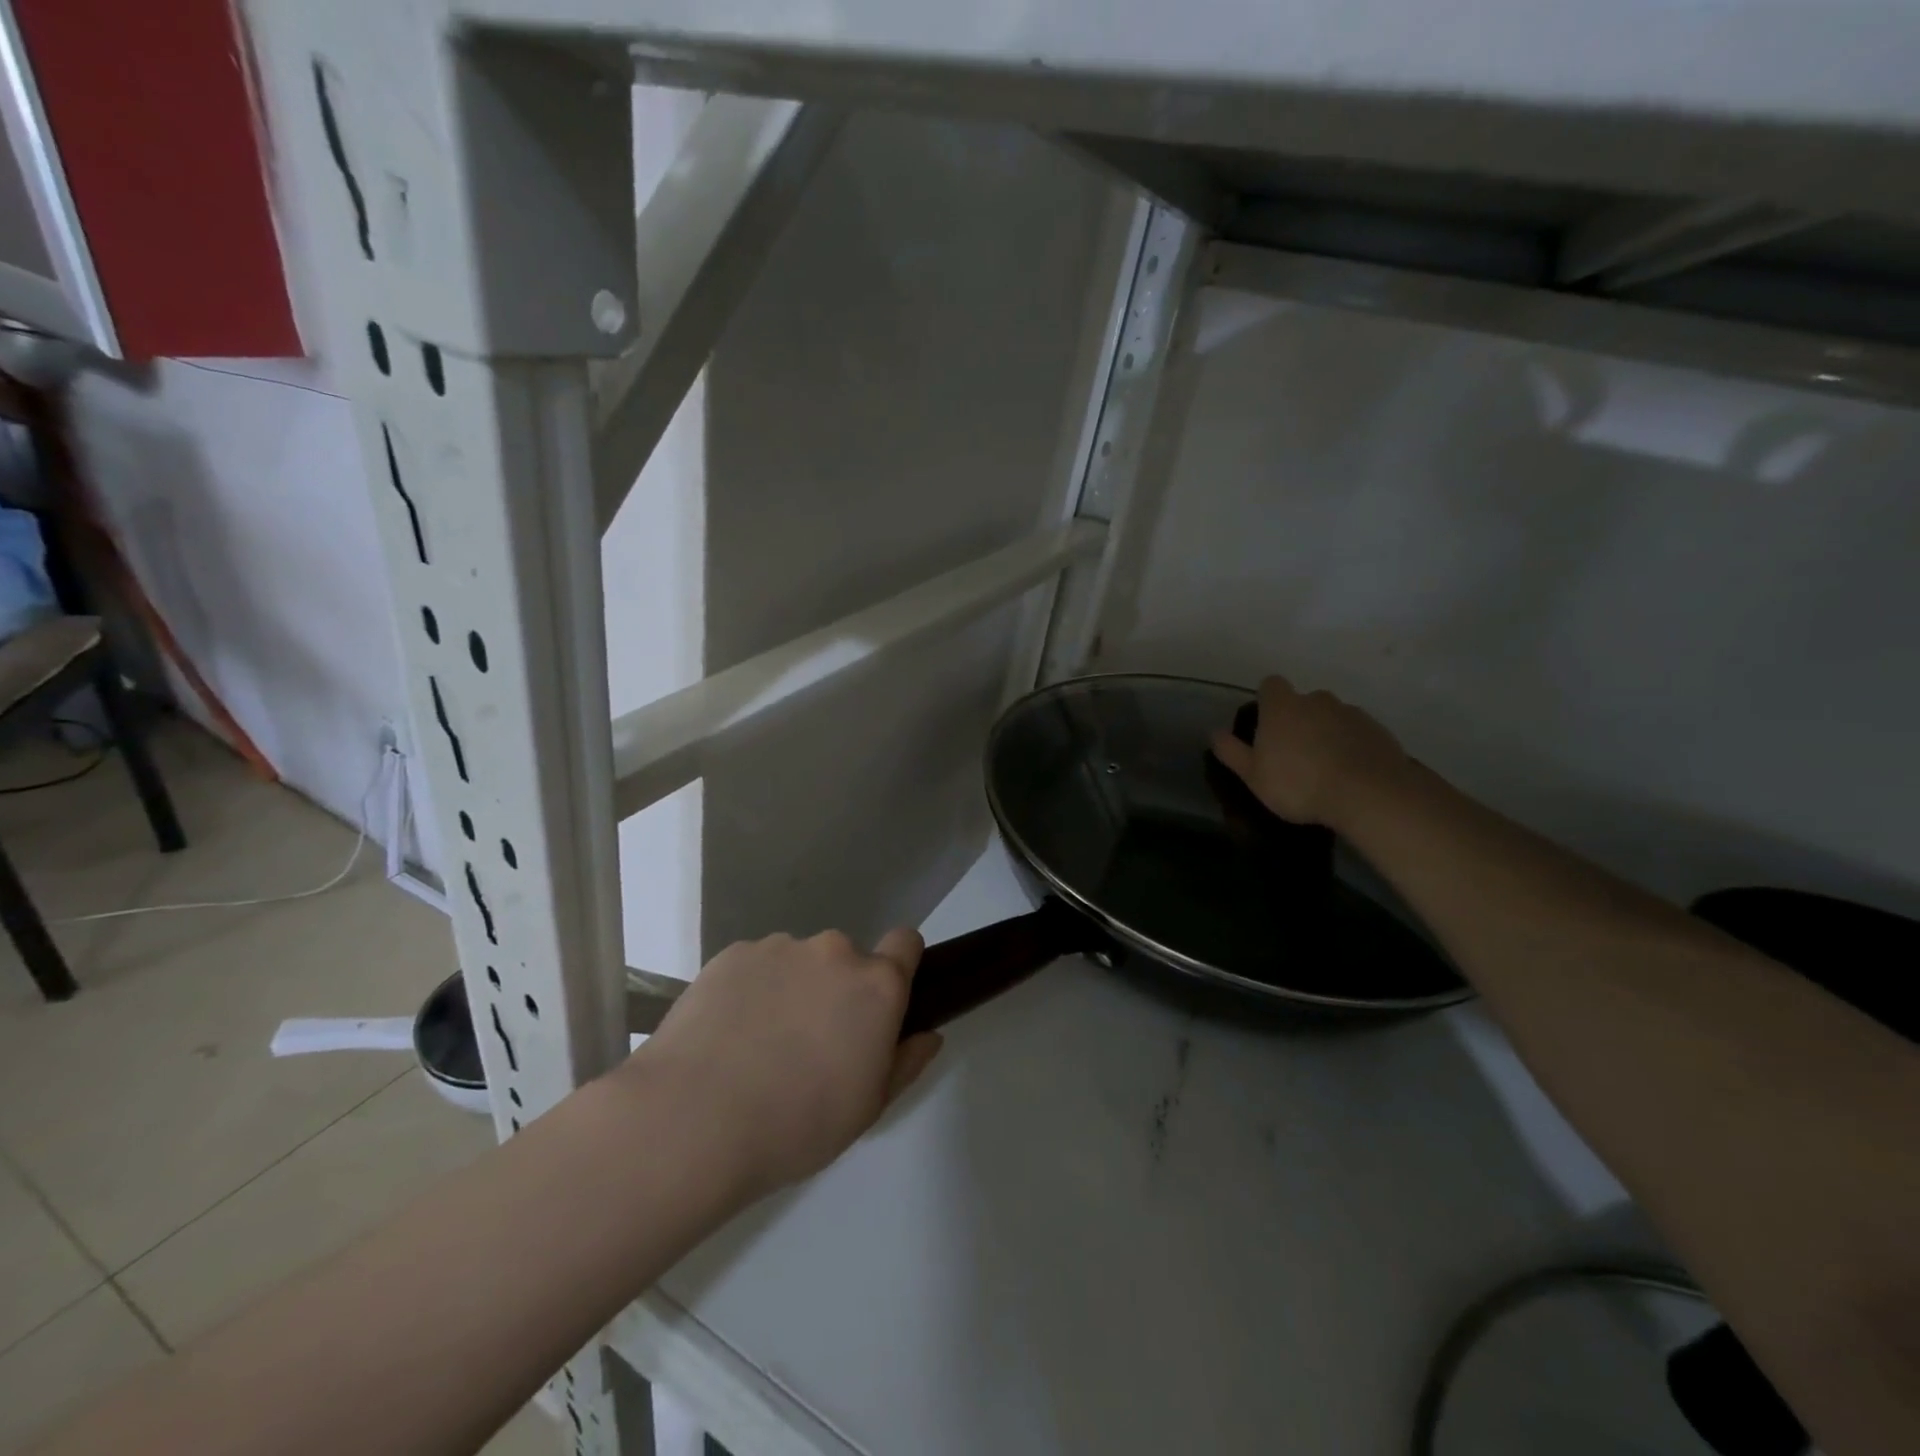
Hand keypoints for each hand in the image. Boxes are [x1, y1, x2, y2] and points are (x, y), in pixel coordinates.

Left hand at [622, 929, 941, 1199]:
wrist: (694, 1118)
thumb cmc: (797, 1124)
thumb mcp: (868, 1108)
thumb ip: (906, 1062)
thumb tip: (927, 1034)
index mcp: (876, 985)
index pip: (906, 942)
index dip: (898, 965)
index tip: (879, 1003)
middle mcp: (834, 951)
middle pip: (846, 958)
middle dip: (836, 989)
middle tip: (809, 1043)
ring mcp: (780, 947)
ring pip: (798, 961)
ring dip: (791, 987)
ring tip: (757, 1044)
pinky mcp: (732, 954)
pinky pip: (755, 965)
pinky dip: (750, 990)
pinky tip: (725, 1035)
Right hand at [1209, 674, 1408, 830]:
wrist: (1367, 795)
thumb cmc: (1298, 784)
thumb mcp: (1253, 775)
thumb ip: (1232, 752)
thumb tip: (1213, 732)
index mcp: (1282, 706)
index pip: (1271, 684)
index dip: (1267, 700)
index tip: (1266, 724)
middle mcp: (1317, 700)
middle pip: (1304, 701)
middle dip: (1299, 719)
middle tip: (1294, 752)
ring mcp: (1351, 713)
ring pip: (1332, 716)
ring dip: (1327, 732)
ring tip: (1325, 767)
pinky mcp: (1378, 730)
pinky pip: (1357, 732)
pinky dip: (1352, 745)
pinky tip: (1350, 773)